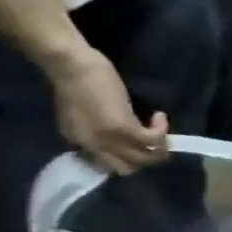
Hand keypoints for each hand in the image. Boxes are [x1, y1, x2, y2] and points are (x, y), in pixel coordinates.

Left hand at [48, 47, 168, 175]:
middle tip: (153, 140)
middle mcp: (92, 145)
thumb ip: (93, 127)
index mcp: (78, 141)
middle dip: (144, 157)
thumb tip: (112, 133)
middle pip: (126, 168)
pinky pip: (152, 140)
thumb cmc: (72, 78)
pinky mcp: (124, 127)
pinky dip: (161, 131)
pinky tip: (160, 116)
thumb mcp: (79, 111)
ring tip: (162, 131)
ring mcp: (108, 138)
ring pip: (143, 159)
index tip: (135, 141)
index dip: (126, 155)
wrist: (69, 63)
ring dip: (159, 148)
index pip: (106, 164)